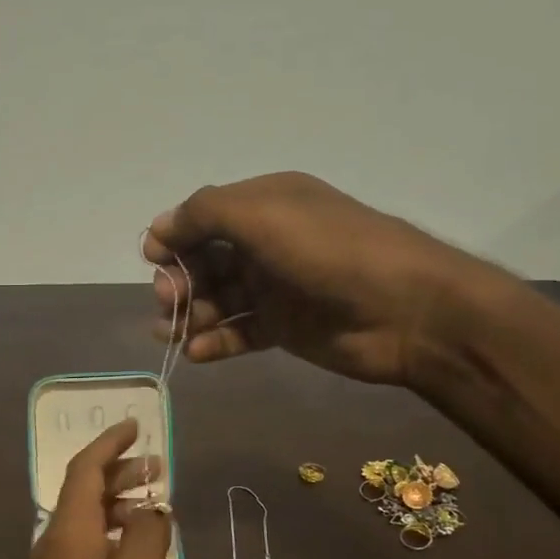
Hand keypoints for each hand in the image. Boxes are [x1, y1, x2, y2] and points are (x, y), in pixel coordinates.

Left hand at [20, 420, 172, 558]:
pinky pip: (86, 546)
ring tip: (154, 505)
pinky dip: (112, 533)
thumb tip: (152, 509)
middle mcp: (52, 543)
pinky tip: (137, 550)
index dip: (109, 444)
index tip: (135, 426)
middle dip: (118, 472)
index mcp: (68, 531)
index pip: (84, 470)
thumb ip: (149, 533)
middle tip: (158, 467)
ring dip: (117, 504)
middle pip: (82, 492)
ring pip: (85, 521)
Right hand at [144, 171, 496, 385]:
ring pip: (219, 299)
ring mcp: (277, 288)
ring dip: (190, 314)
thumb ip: (205, 214)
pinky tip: (197, 353)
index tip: (153, 258)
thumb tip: (159, 228)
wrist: (406, 309)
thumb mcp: (264, 214)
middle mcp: (269, 243)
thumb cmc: (330, 251)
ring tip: (172, 333)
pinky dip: (216, 342)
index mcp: (267, 205)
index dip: (175, 236)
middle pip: (207, 260)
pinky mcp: (285, 328)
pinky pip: (239, 332)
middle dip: (180, 279)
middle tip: (168, 301)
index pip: (205, 217)